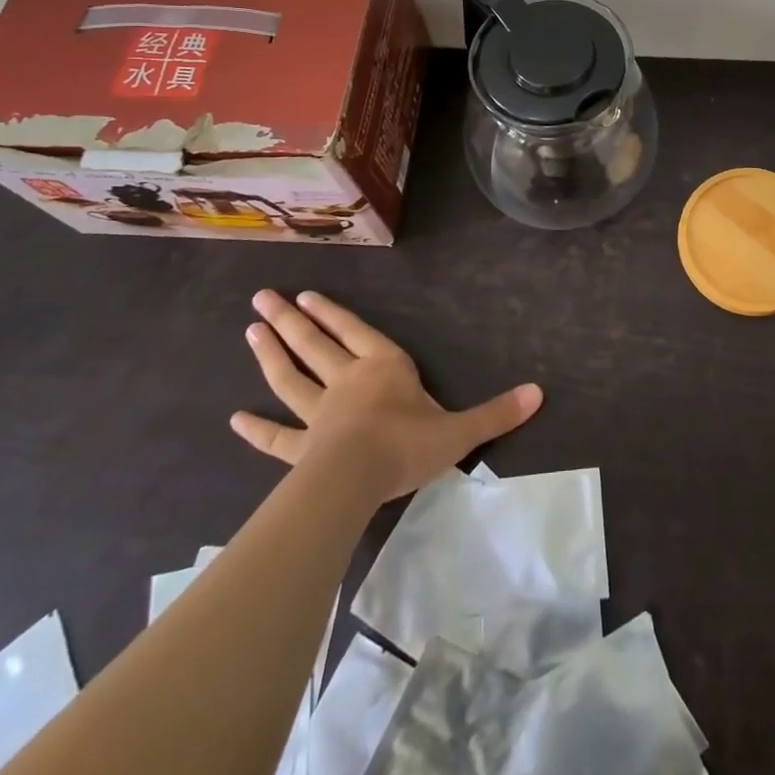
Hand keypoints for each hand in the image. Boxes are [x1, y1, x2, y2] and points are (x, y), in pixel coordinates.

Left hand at [231, 289, 542, 501]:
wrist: (358, 480)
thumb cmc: (408, 445)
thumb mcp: (460, 430)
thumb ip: (496, 413)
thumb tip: (539, 393)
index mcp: (384, 367)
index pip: (357, 332)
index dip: (334, 314)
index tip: (307, 295)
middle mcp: (347, 380)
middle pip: (315, 345)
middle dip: (290, 320)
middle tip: (263, 298)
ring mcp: (319, 414)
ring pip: (290, 377)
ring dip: (270, 354)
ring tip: (250, 330)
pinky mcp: (301, 449)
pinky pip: (276, 437)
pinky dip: (256, 428)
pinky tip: (234, 418)